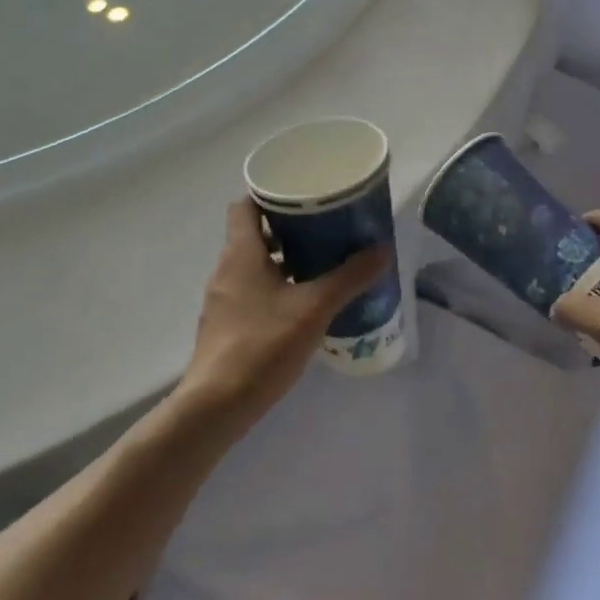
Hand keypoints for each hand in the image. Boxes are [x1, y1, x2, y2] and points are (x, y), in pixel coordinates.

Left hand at [182, 200, 389, 414]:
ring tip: (322, 262)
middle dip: (288, 227)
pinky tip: (305, 302)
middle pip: (253, 233)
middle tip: (325, 226)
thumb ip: (349, 278)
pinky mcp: (227, 324)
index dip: (270, 194)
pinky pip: (253, 291)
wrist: (218, 405)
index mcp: (241, 253)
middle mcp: (227, 269)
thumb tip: (381, 250)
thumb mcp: (315, 308)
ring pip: (255, 264)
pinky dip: (277, 286)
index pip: (245, 206)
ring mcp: (224, 299)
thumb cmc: (263, 344)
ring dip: (285, 259)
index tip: (302, 194)